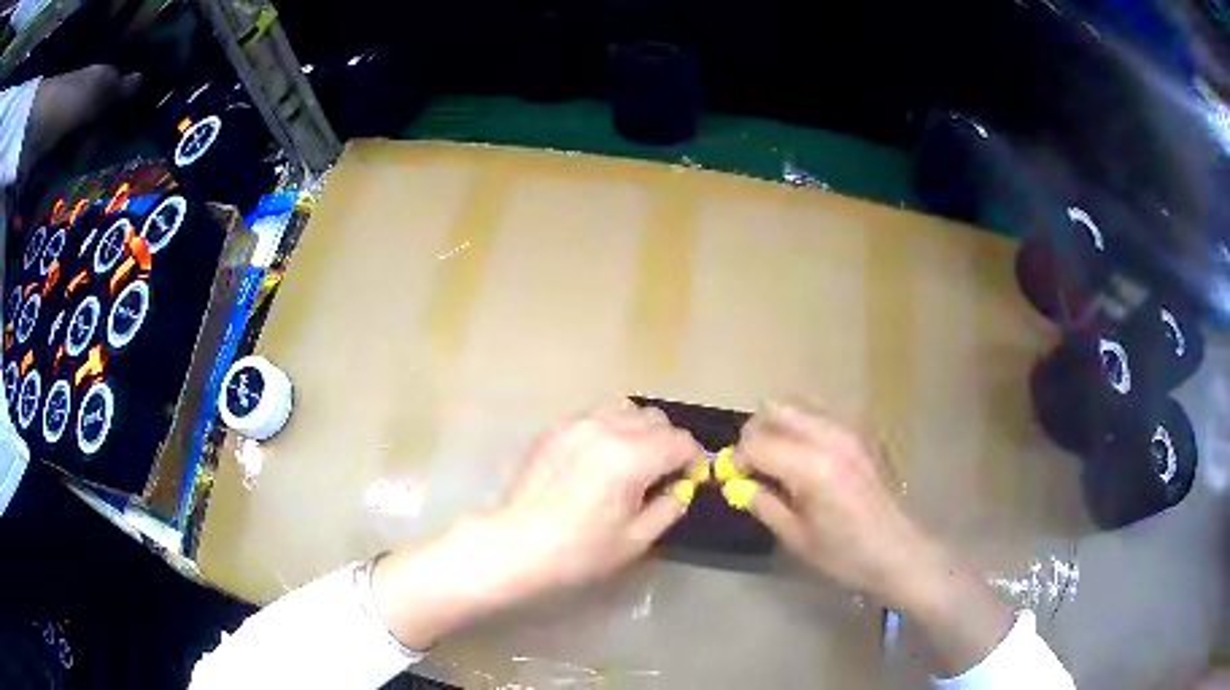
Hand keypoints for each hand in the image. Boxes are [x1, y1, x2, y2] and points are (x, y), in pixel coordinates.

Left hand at [487, 402, 702, 592]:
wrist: (517, 544)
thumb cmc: (579, 551)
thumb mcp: (636, 539)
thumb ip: (669, 506)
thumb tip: (683, 487)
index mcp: (630, 458)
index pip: (679, 441)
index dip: (693, 458)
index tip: (691, 477)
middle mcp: (605, 430)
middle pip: (655, 418)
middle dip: (668, 442)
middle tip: (663, 471)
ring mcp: (576, 425)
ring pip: (625, 410)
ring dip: (640, 430)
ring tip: (633, 460)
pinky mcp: (555, 429)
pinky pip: (596, 417)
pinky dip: (610, 430)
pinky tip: (600, 459)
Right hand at [733, 399, 923, 602]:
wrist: (897, 549)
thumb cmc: (845, 554)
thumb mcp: (795, 537)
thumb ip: (763, 503)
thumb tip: (737, 483)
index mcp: (813, 467)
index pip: (756, 443)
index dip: (738, 460)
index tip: (735, 481)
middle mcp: (830, 436)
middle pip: (773, 409)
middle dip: (754, 434)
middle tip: (754, 466)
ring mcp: (848, 428)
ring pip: (795, 404)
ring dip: (777, 426)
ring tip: (778, 461)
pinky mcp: (858, 430)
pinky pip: (817, 412)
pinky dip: (799, 426)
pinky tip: (804, 459)